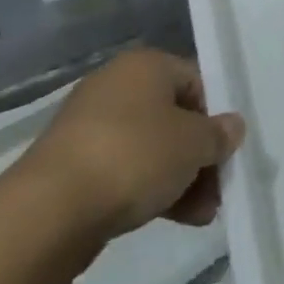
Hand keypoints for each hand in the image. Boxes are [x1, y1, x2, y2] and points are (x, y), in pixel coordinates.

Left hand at [17, 47, 244, 241]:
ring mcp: (91, 126)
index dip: (216, 116)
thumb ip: (218, 135)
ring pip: (150, 147)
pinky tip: (172, 219)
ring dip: (179, 178)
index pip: (196, 81)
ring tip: (201, 215)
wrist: (50, 210)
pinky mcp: (73, 164)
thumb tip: (232, 126)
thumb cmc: (134, 156)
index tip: (227, 151)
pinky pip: (124, 169)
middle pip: (173, 117)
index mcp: (146, 65)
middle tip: (218, 189)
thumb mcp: (193, 144)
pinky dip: (148, 189)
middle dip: (199, 156)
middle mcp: (116, 85)